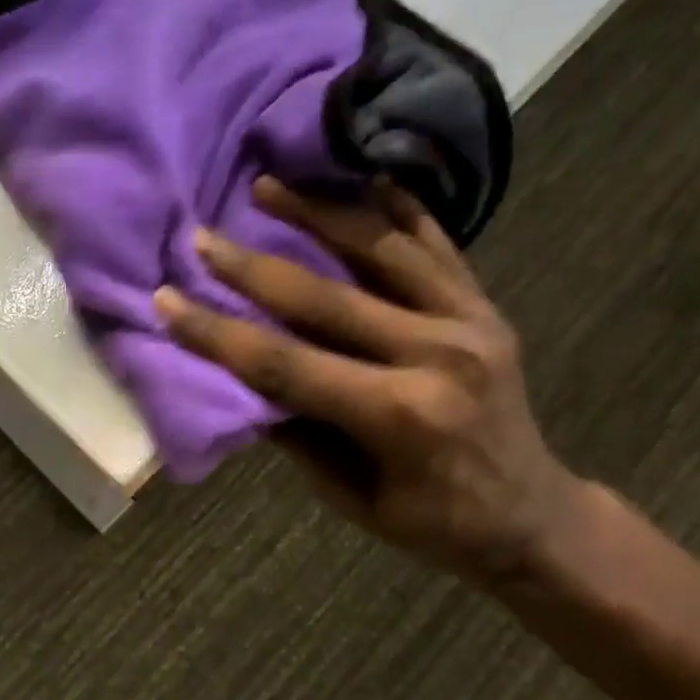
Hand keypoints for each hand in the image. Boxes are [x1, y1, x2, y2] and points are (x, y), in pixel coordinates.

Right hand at [154, 178, 580, 580]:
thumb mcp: (352, 497)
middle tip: (203, 236)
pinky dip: (398, 208)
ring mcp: (469, 323)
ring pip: (382, 250)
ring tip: (268, 184)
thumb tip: (245, 376)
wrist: (531, 513)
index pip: (287, 365)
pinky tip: (364, 176)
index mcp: (400, 416)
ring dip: (319, 213)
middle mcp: (436, 356)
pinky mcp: (486, 308)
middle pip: (326, 299)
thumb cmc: (435, 523)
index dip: (219, 333)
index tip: (168, 300)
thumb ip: (299, 432)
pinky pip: (437, 245)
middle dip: (252, 267)